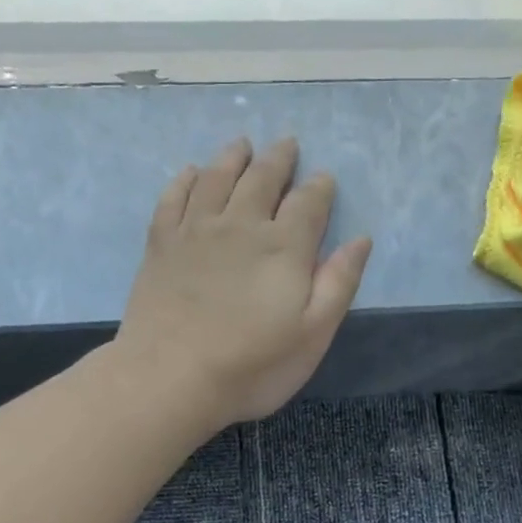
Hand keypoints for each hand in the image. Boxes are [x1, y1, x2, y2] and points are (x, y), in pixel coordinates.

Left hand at [115, 138, 371, 427]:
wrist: (170, 378)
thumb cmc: (251, 365)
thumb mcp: (313, 334)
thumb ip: (338, 283)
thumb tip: (360, 240)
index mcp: (284, 247)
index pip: (308, 203)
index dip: (319, 188)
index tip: (324, 179)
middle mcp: (240, 225)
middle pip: (262, 178)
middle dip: (279, 159)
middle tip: (287, 144)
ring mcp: (195, 231)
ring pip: (217, 178)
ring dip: (233, 157)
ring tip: (243, 144)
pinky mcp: (161, 244)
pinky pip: (173, 198)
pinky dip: (184, 180)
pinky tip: (190, 172)